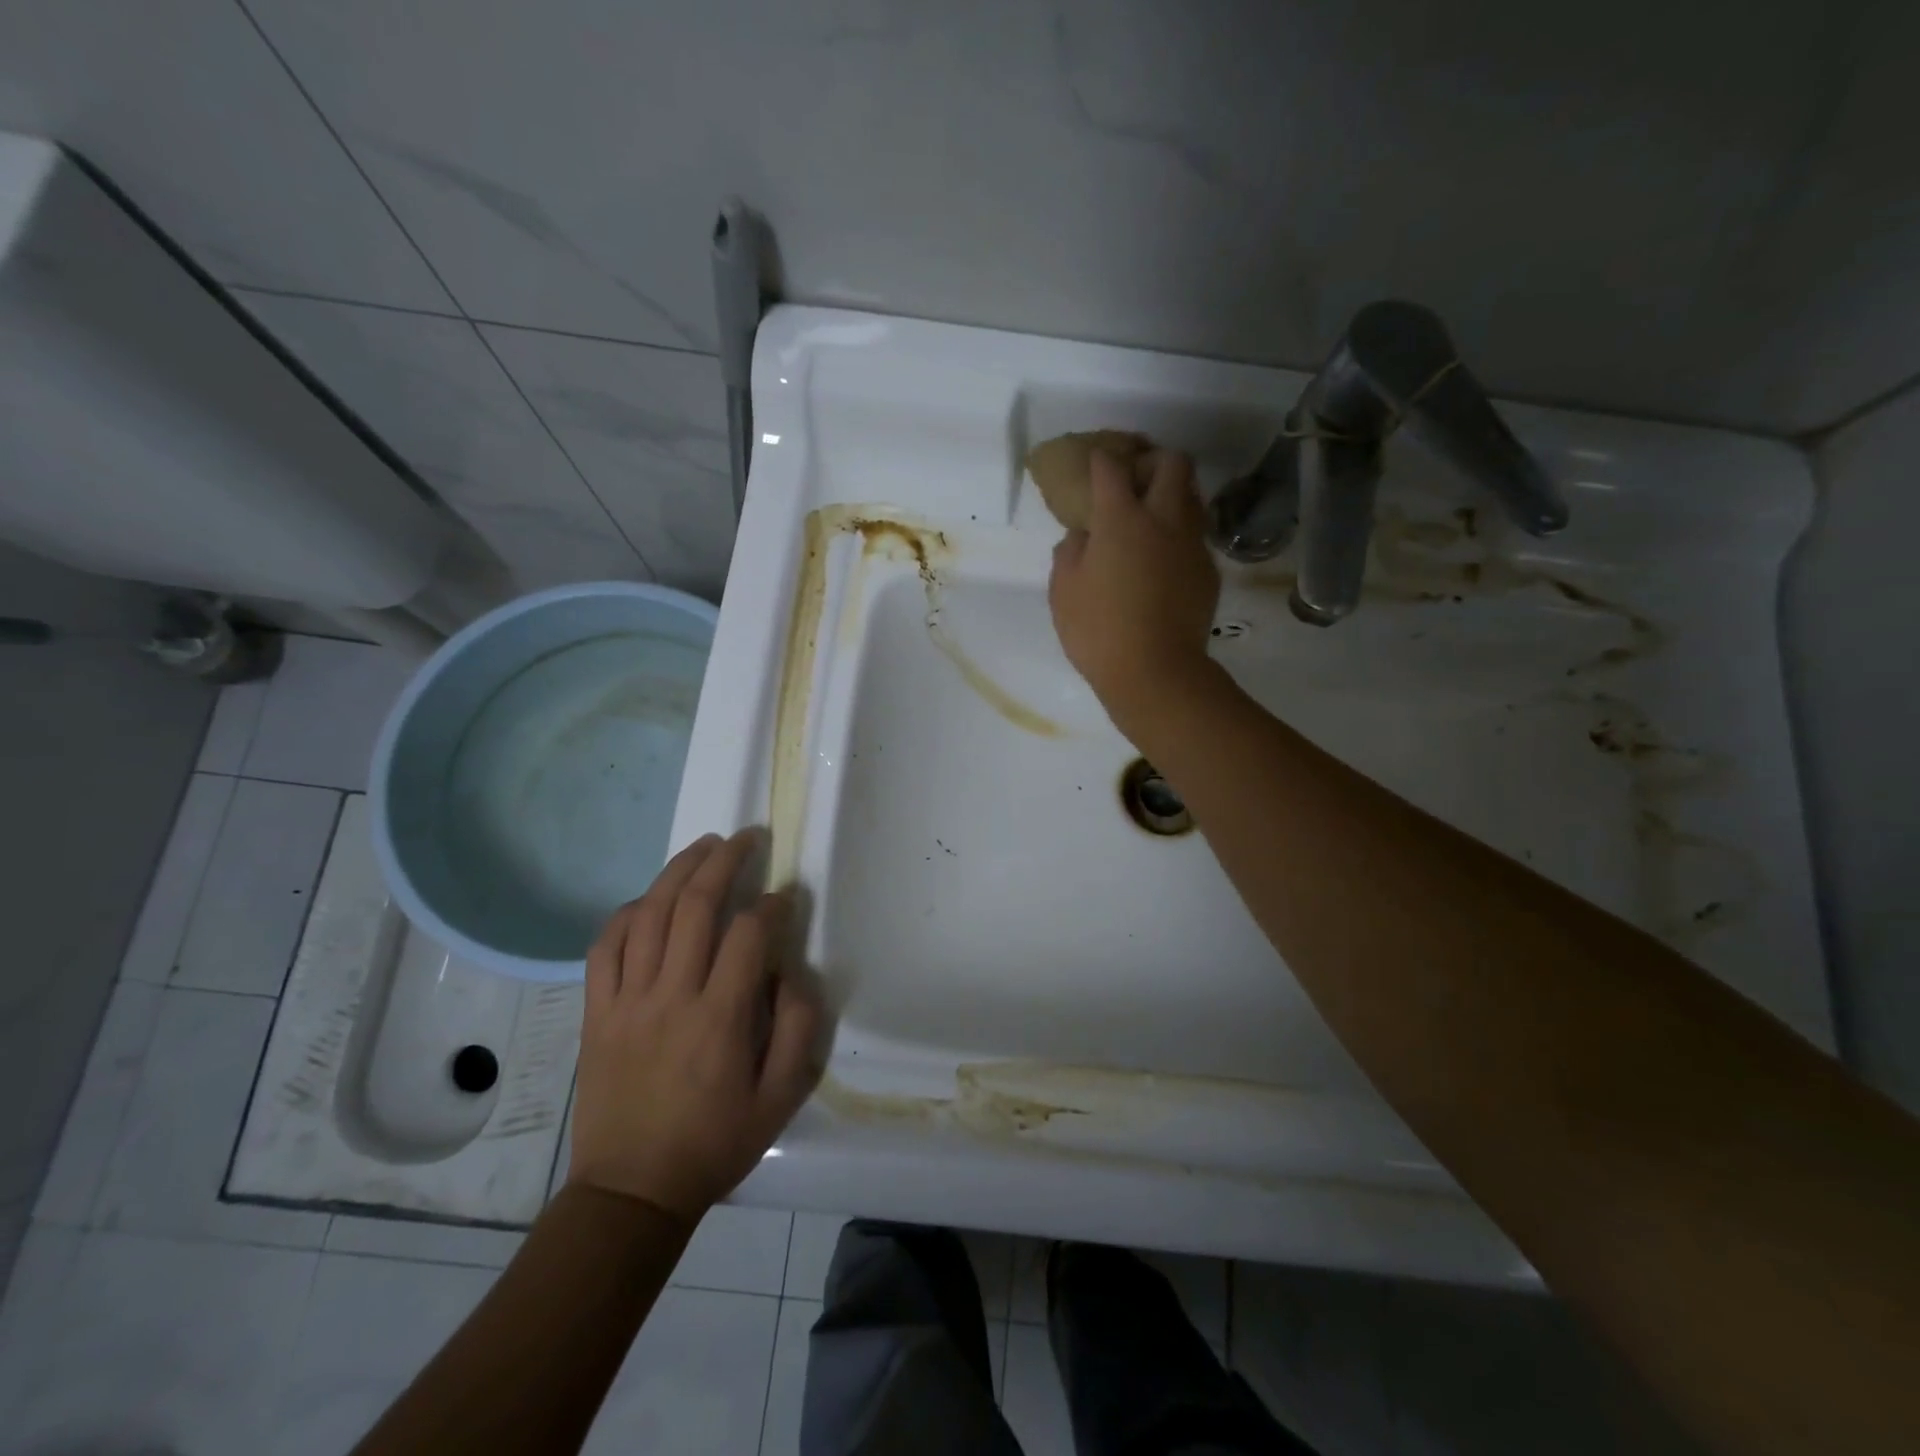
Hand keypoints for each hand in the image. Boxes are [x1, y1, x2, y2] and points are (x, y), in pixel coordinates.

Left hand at [567, 829, 825, 1223]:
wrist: (632, 1192)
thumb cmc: (715, 1143)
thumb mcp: (781, 1097)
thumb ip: (799, 1028)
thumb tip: (793, 970)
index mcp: (720, 1018)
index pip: (749, 934)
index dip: (772, 904)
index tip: (785, 896)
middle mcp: (671, 997)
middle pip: (694, 906)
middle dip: (725, 861)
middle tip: (747, 838)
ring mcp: (626, 1001)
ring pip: (648, 914)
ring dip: (677, 871)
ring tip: (703, 846)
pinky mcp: (596, 1012)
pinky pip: (604, 947)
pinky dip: (626, 913)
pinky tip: (648, 899)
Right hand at [1049, 448, 1220, 731]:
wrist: (1155, 672)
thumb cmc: (1098, 631)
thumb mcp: (1063, 590)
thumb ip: (1070, 551)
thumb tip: (1084, 535)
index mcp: (1121, 519)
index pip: (1111, 467)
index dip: (1100, 459)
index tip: (1093, 463)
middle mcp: (1164, 519)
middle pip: (1172, 463)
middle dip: (1151, 461)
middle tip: (1132, 482)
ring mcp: (1191, 544)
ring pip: (1191, 495)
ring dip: (1171, 494)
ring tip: (1149, 518)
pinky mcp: (1207, 570)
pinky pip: (1195, 535)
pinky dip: (1178, 533)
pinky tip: (1161, 560)